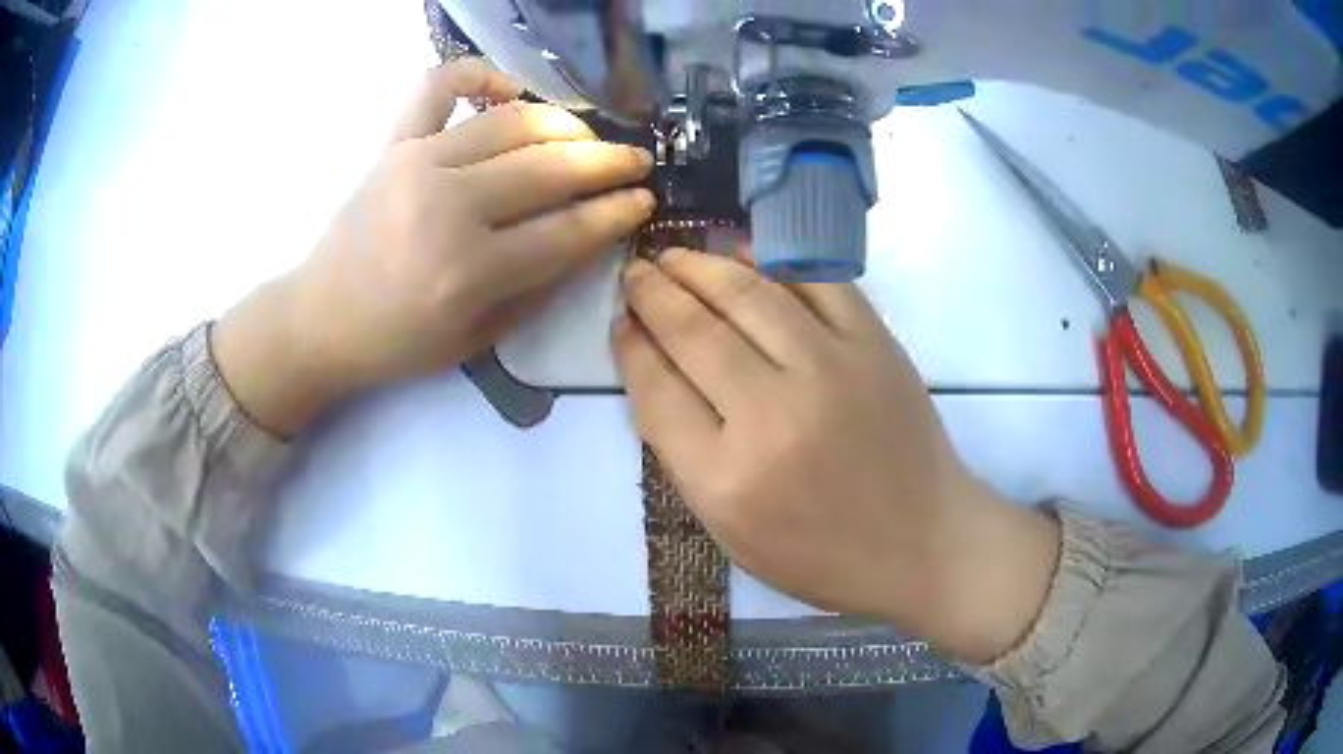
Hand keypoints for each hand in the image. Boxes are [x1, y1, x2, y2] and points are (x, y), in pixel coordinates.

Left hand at [213, 60, 654, 434]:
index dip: (617, 212)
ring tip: (586, 137)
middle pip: (550, 168)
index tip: (646, 200)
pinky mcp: (394, 143)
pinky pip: (439, 85)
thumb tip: (592, 237)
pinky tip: (508, 89)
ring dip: (565, 123)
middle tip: (637, 162)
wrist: (321, 318)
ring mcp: (417, 163)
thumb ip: (539, 287)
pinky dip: (479, 73)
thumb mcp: (479, 338)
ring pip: (512, 121)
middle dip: (609, 162)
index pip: (568, 230)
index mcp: (469, 272)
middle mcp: (447, 207)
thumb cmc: (399, 341)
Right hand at [614, 250, 1059, 662]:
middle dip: (653, 291)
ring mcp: (830, 370)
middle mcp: (772, 416)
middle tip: (636, 271)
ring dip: (699, 266)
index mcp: (725, 479)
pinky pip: (812, 281)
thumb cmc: (822, 554)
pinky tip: (740, 251)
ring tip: (674, 256)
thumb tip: (655, 366)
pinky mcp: (874, 343)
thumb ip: (684, 452)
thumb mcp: (731, 531)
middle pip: (694, 331)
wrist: (924, 542)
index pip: (656, 389)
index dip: (630, 345)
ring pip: (746, 293)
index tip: (620, 319)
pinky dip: (769, 259)